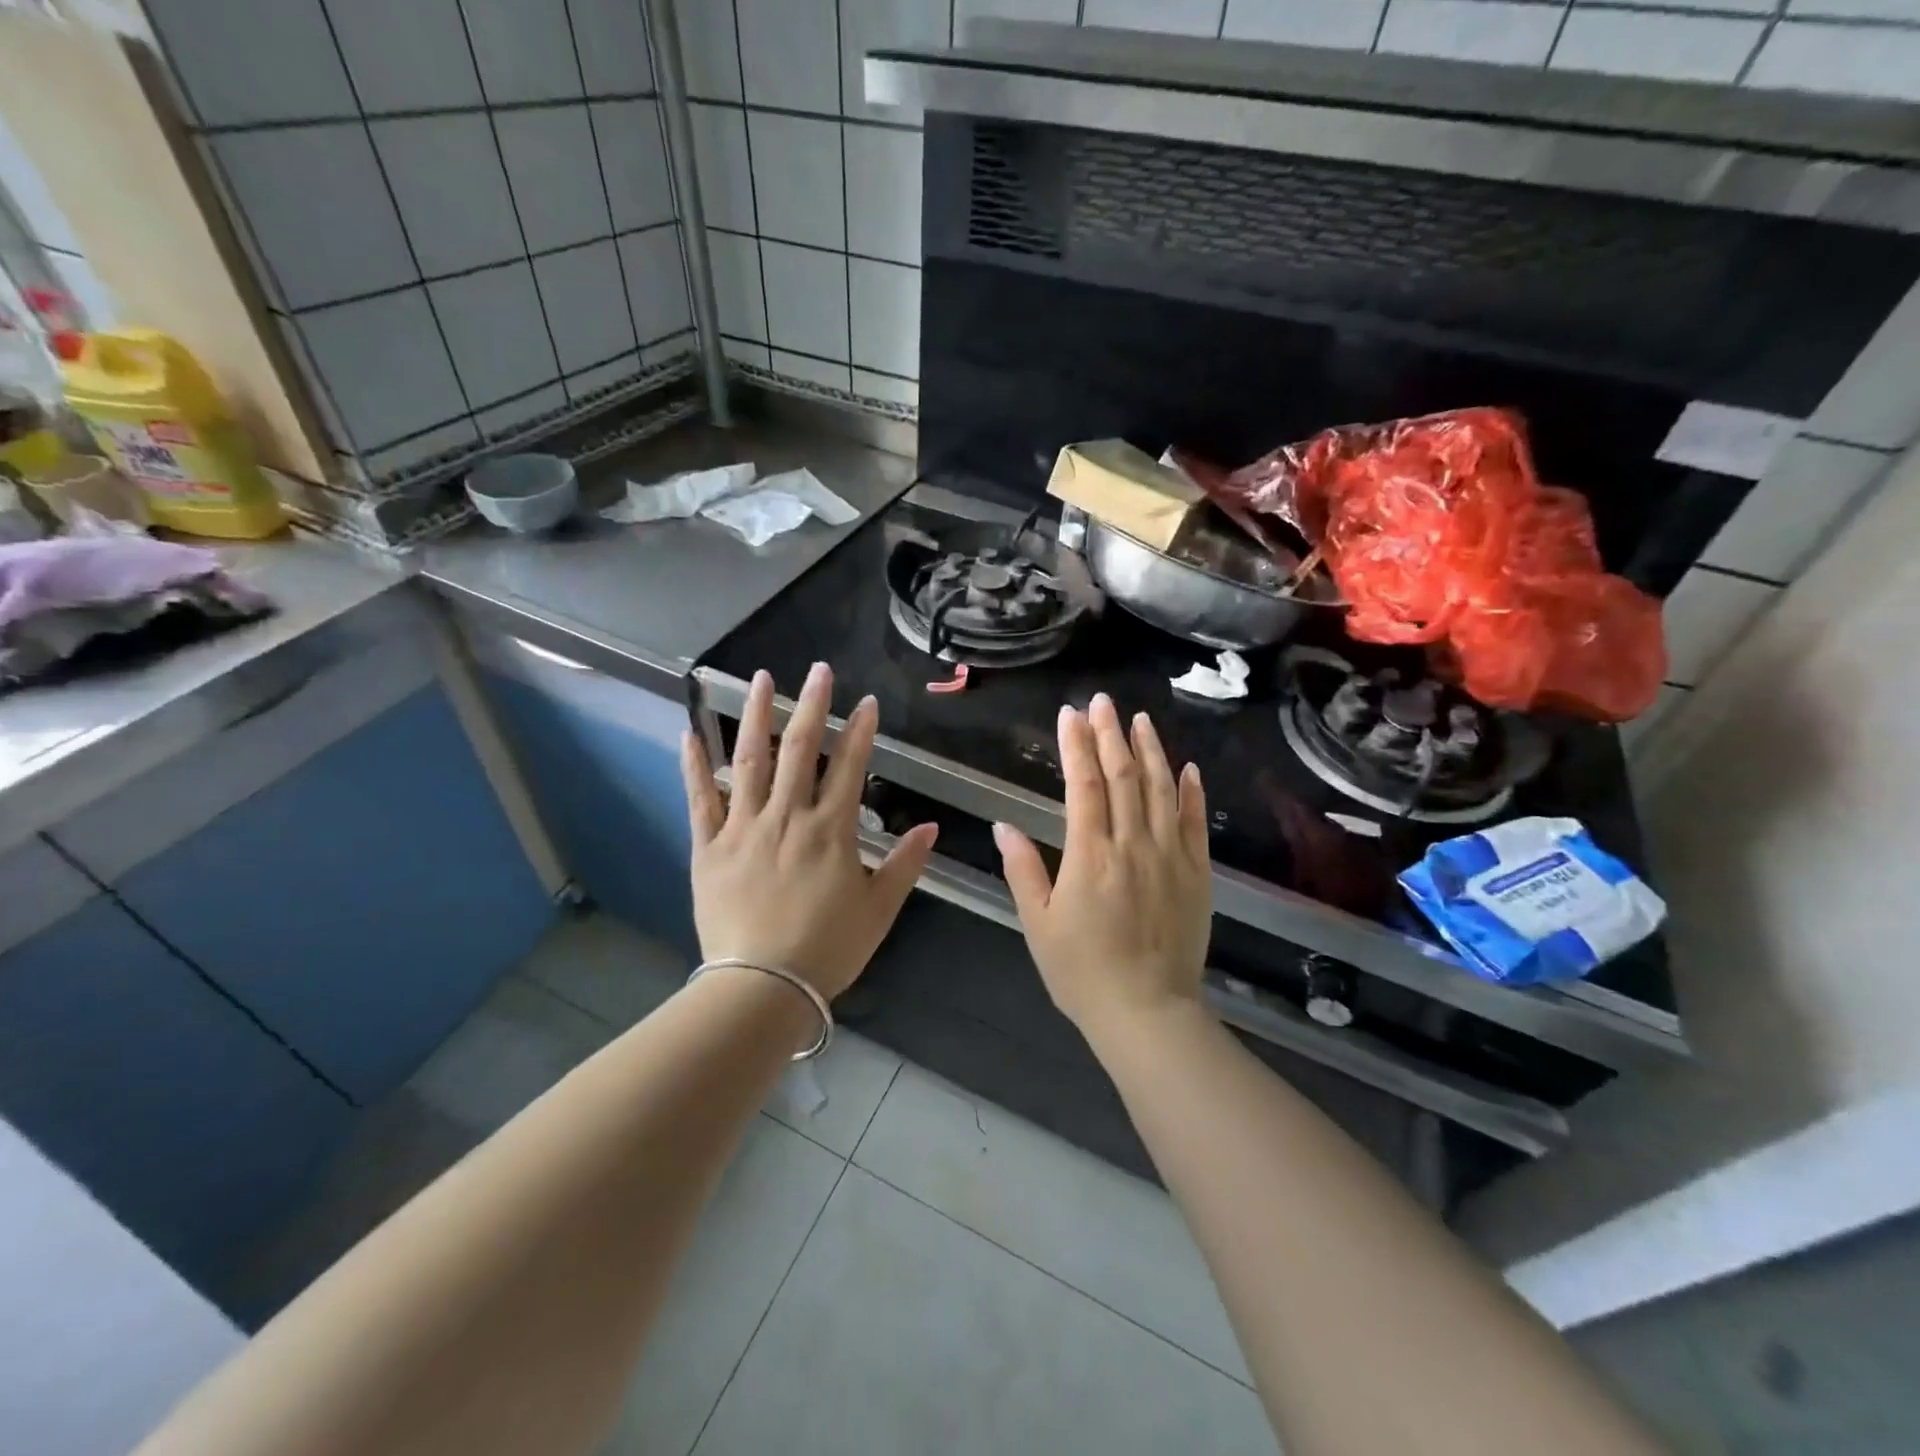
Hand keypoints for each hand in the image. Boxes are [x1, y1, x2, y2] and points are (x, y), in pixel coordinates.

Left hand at [682, 663, 937, 1000]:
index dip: (861, 731)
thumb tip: (931, 827)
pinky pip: (700, 799)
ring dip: (757, 717)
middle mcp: (787, 817)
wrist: (762, 986)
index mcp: (831, 830)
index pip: (851, 767)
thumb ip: (905, 864)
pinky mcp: (709, 847)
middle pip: (800, 750)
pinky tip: (690, 733)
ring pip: (749, 761)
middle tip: (817, 670)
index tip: (867, 702)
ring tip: (761, 679)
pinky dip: (695, 765)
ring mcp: (743, 828)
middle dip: (812, 706)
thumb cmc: (827, 949)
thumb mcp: (879, 910)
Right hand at [993, 694, 1211, 1043]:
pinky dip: (1190, 792)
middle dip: (1110, 734)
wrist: (1147, 1013)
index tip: (1070, 714)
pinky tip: (1186, 767)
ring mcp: (1170, 857)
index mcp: (1090, 855)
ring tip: (1139, 720)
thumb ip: (1023, 870)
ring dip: (1150, 751)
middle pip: (1122, 776)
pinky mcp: (1197, 874)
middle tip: (1102, 701)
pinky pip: (1195, 824)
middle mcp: (1133, 844)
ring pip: (1161, 790)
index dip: (1075, 745)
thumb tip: (1003, 825)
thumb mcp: (1039, 924)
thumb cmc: (1082, 972)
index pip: (1082, 784)